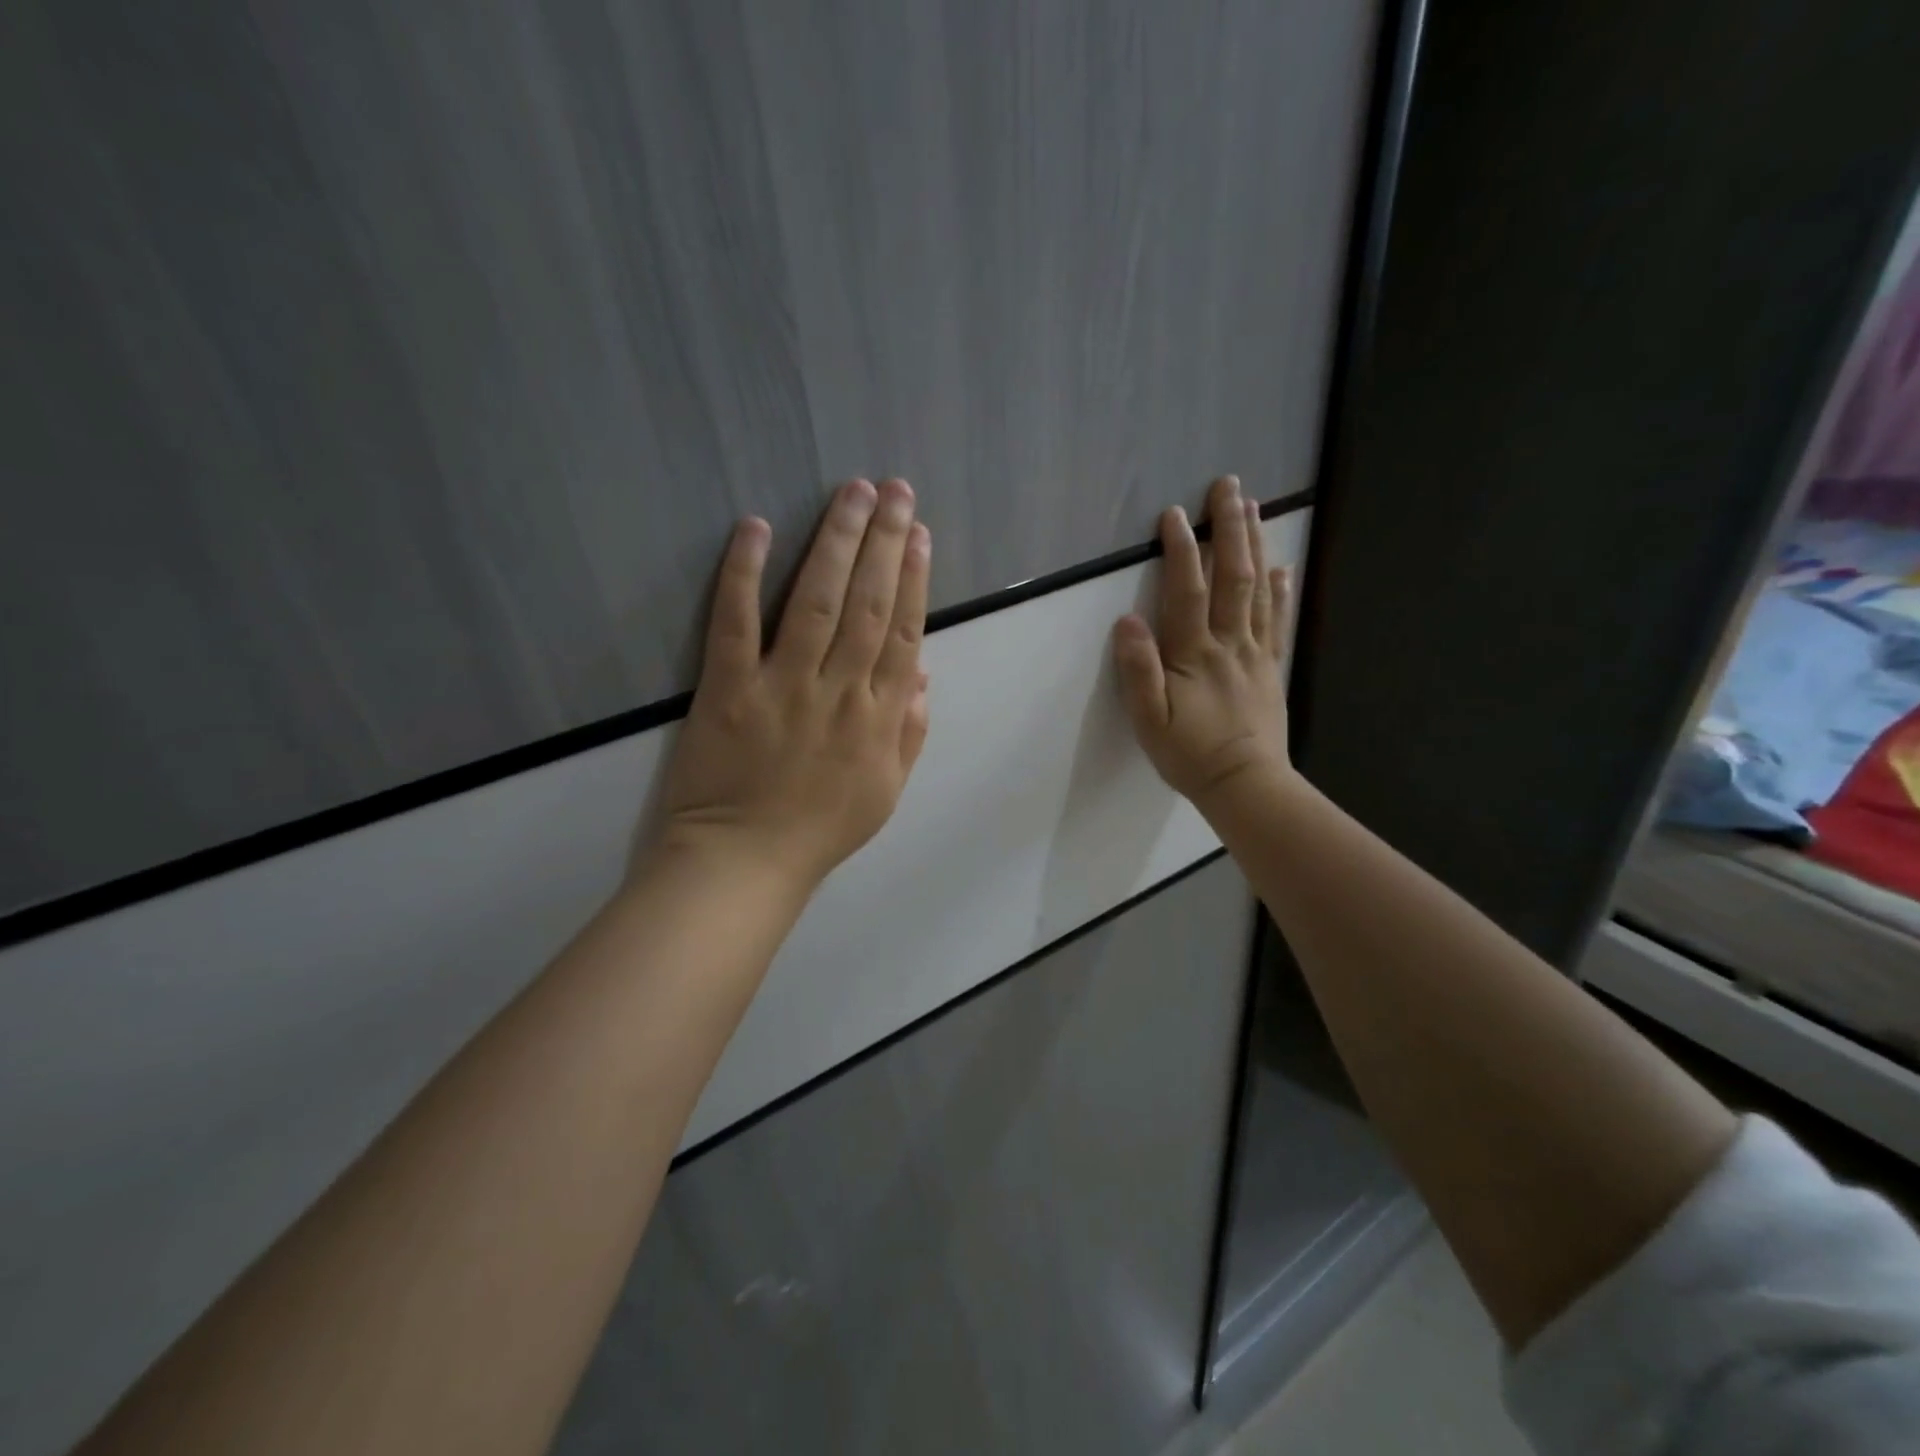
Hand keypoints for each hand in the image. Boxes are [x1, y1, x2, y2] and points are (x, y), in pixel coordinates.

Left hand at [654, 478, 931, 893]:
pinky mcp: (729, 688)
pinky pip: (736, 622)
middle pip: (868, 603)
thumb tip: (923, 671)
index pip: (904, 631)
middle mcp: (840, 690)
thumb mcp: (887, 790)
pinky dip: (744, 573)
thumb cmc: (820, 828)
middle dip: (885, 541)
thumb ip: (910, 731)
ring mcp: (783, 685)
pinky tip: (756, 527)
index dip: (915, 578)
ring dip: (836, 542)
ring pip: (815, 601)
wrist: (746, 861)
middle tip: (894, 489)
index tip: (920, 533)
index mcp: (880, 715)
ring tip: (852, 493)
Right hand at [1112, 475, 1292, 809]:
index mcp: (1194, 653)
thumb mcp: (1149, 719)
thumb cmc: (1190, 754)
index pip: (1186, 591)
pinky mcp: (1271, 667)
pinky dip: (1280, 591)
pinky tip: (1282, 567)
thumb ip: (1138, 670)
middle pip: (1231, 576)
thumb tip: (1127, 621)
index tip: (1175, 514)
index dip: (1181, 550)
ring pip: (1257, 590)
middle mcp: (1228, 642)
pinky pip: (1277, 621)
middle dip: (1229, 529)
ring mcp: (1255, 653)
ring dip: (1255, 546)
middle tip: (1229, 486)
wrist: (1245, 784)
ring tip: (1254, 508)